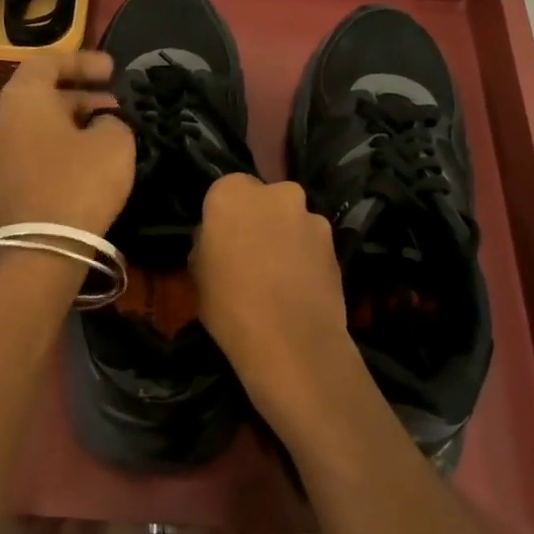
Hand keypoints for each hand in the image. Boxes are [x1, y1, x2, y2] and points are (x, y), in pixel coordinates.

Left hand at [0, 51, 134, 235]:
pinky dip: (51, 148)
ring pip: (32, 126)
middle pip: (38, 95)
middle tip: (111, 104)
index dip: (83, 62)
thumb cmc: (80, 182)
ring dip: (65, 124)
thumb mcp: (115, 143)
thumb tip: (99, 125)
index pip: (48, 62)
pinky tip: (78, 161)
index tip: (112, 70)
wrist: (44, 248)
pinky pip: (26, 153)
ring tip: (99, 132)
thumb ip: (111, 121)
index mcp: (21, 98)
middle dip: (77, 96)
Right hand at [190, 174, 352, 408]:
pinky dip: (306, 256)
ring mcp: (311, 216)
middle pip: (263, 200)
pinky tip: (300, 287)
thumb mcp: (198, 273)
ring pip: (291, 220)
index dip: (223, 217)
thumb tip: (219, 240)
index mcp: (232, 193)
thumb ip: (208, 243)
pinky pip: (312, 242)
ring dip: (285, 237)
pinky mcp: (336, 242)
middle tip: (251, 255)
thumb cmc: (229, 306)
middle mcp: (276, 192)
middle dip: (259, 220)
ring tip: (279, 276)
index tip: (221, 241)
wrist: (291, 342)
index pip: (224, 191)